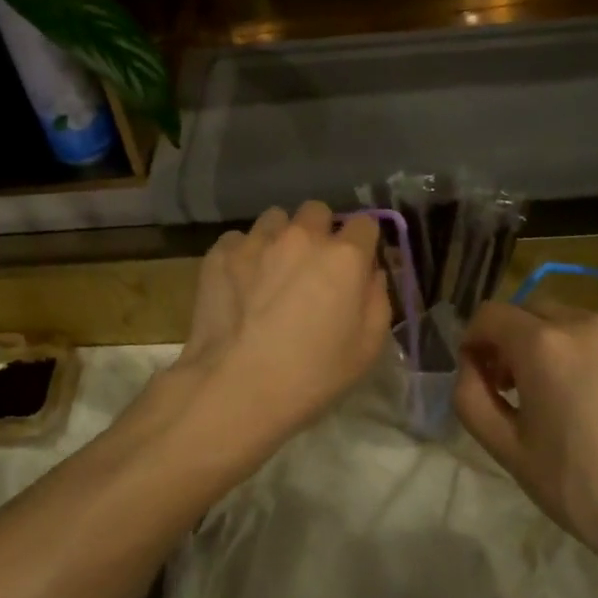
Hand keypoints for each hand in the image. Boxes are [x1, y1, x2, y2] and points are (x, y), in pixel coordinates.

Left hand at [177, 202, 391, 448]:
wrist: (236, 386)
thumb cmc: (311, 375)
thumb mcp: (367, 348)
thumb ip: (377, 299)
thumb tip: (370, 273)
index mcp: (344, 256)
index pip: (365, 224)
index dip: (362, 243)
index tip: (355, 264)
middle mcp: (301, 236)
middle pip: (317, 211)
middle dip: (320, 231)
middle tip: (313, 266)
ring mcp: (257, 240)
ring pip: (275, 219)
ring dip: (280, 236)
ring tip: (272, 270)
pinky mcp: (220, 252)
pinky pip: (239, 239)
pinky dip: (244, 254)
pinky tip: (240, 283)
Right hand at [453, 302, 597, 584]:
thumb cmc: (584, 490)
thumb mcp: (507, 450)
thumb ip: (470, 397)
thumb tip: (473, 368)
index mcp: (543, 344)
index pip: (489, 315)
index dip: (474, 342)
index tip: (480, 377)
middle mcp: (588, 323)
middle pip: (532, 312)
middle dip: (514, 342)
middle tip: (518, 389)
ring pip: (576, 321)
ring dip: (558, 345)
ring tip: (568, 392)